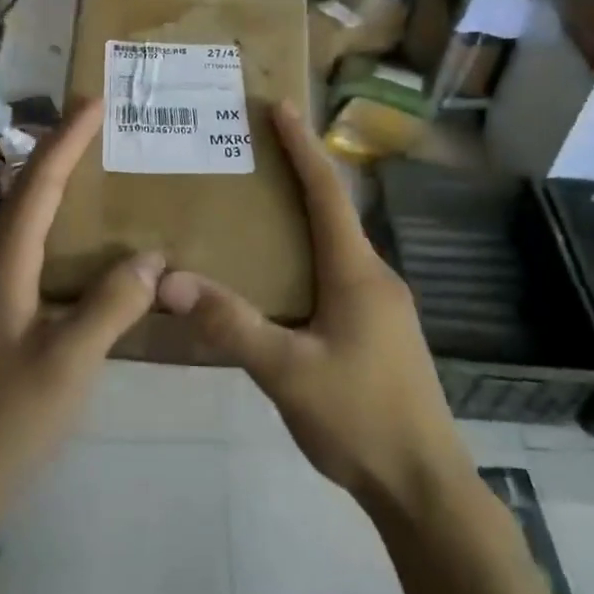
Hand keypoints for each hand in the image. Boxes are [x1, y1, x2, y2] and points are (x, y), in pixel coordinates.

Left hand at [0, 102, 163, 518]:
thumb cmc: (4, 418)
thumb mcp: (69, 361)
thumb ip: (111, 305)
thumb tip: (151, 257)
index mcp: (3, 265)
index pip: (38, 185)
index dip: (67, 140)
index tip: (94, 103)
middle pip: (25, 196)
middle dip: (60, 156)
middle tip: (98, 131)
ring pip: (24, 229)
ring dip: (56, 196)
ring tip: (96, 180)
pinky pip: (28, 261)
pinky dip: (57, 240)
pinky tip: (82, 259)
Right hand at [156, 101, 465, 509]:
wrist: (423, 486)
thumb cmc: (360, 419)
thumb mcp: (287, 372)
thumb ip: (230, 324)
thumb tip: (170, 280)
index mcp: (356, 273)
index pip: (327, 193)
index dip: (302, 147)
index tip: (279, 107)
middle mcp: (375, 278)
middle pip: (333, 213)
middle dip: (296, 177)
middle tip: (251, 156)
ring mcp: (382, 307)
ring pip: (335, 248)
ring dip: (301, 221)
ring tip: (255, 213)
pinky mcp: (379, 332)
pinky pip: (337, 277)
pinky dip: (307, 259)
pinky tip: (279, 282)